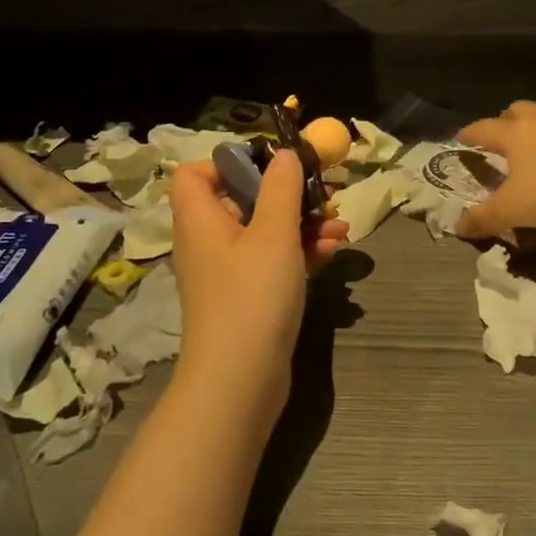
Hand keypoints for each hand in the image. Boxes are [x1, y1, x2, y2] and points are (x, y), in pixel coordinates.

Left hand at [170, 151, 348, 407]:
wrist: (240, 381)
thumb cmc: (252, 295)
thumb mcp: (273, 233)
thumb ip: (281, 187)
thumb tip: (284, 154)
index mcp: (200, 218)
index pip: (195, 173)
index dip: (229, 162)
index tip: (271, 167)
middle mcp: (208, 240)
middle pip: (241, 198)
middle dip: (287, 194)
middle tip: (323, 195)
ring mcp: (228, 271)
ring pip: (264, 231)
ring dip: (302, 223)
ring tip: (340, 226)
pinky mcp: (247, 297)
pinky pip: (272, 260)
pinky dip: (299, 252)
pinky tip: (334, 251)